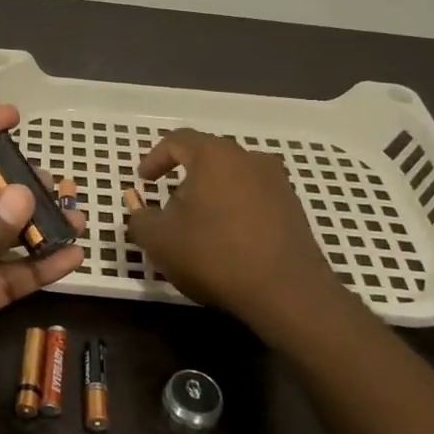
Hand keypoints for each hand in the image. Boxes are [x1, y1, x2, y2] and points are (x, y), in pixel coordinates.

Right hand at [125, 129, 354, 328]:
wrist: (286, 292)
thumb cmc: (214, 255)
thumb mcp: (159, 240)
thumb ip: (140, 220)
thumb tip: (140, 213)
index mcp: (214, 156)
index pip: (177, 140)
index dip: (155, 158)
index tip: (143, 181)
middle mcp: (249, 159)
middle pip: (208, 157)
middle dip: (184, 177)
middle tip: (168, 205)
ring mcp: (277, 182)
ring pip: (233, 177)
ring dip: (211, 194)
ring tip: (198, 224)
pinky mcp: (293, 208)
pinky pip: (254, 197)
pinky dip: (234, 209)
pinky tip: (227, 239)